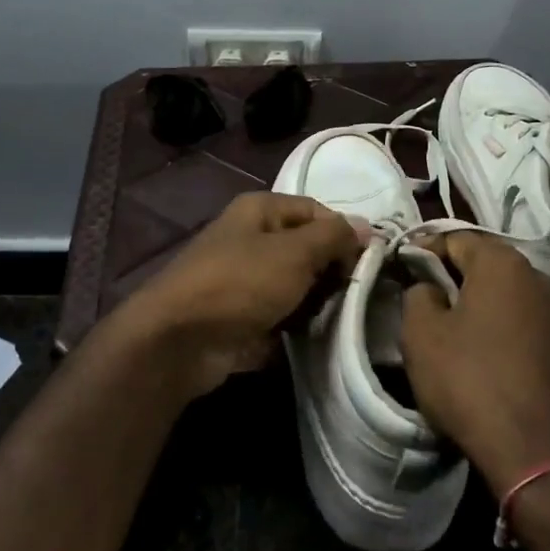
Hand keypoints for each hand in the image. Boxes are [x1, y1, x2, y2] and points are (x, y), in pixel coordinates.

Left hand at [110, 191, 362, 399]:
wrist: (180, 340)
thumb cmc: (240, 282)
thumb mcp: (295, 252)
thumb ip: (334, 237)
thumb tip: (366, 226)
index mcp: (260, 210)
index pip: (316, 211)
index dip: (344, 233)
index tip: (369, 262)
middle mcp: (251, 238)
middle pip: (306, 248)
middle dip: (332, 271)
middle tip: (355, 294)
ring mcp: (245, 279)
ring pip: (296, 285)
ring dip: (317, 302)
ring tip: (340, 318)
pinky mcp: (242, 316)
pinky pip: (281, 315)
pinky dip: (297, 325)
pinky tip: (318, 338)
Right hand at [400, 232, 549, 493]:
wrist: (535, 449)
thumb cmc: (469, 378)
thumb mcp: (421, 332)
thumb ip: (417, 294)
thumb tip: (429, 288)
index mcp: (501, 262)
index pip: (453, 237)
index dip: (421, 249)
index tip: (399, 268)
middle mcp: (533, 275)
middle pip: (480, 261)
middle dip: (447, 273)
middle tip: (416, 294)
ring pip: (498, 291)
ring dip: (469, 300)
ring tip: (439, 323)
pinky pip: (513, 316)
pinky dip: (489, 322)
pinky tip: (470, 347)